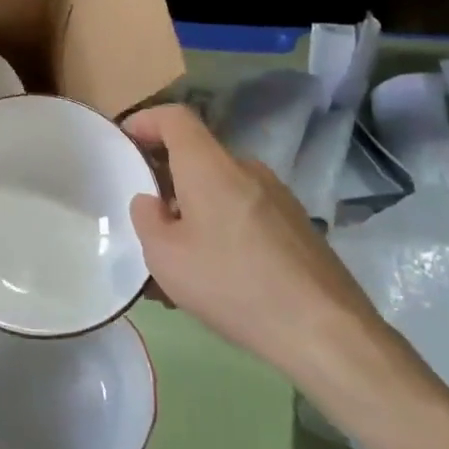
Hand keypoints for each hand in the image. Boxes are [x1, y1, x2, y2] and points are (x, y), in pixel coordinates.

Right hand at [123, 104, 389, 394]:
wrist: (324, 330)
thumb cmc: (232, 284)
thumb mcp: (165, 257)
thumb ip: (147, 219)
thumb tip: (151, 202)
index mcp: (210, 166)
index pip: (175, 117)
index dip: (145, 121)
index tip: (123, 141)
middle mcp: (246, 169)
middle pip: (197, 156)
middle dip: (165, 178)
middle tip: (144, 215)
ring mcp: (277, 197)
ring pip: (220, 190)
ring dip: (192, 210)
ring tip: (176, 258)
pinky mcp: (296, 226)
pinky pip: (244, 213)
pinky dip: (220, 229)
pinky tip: (215, 275)